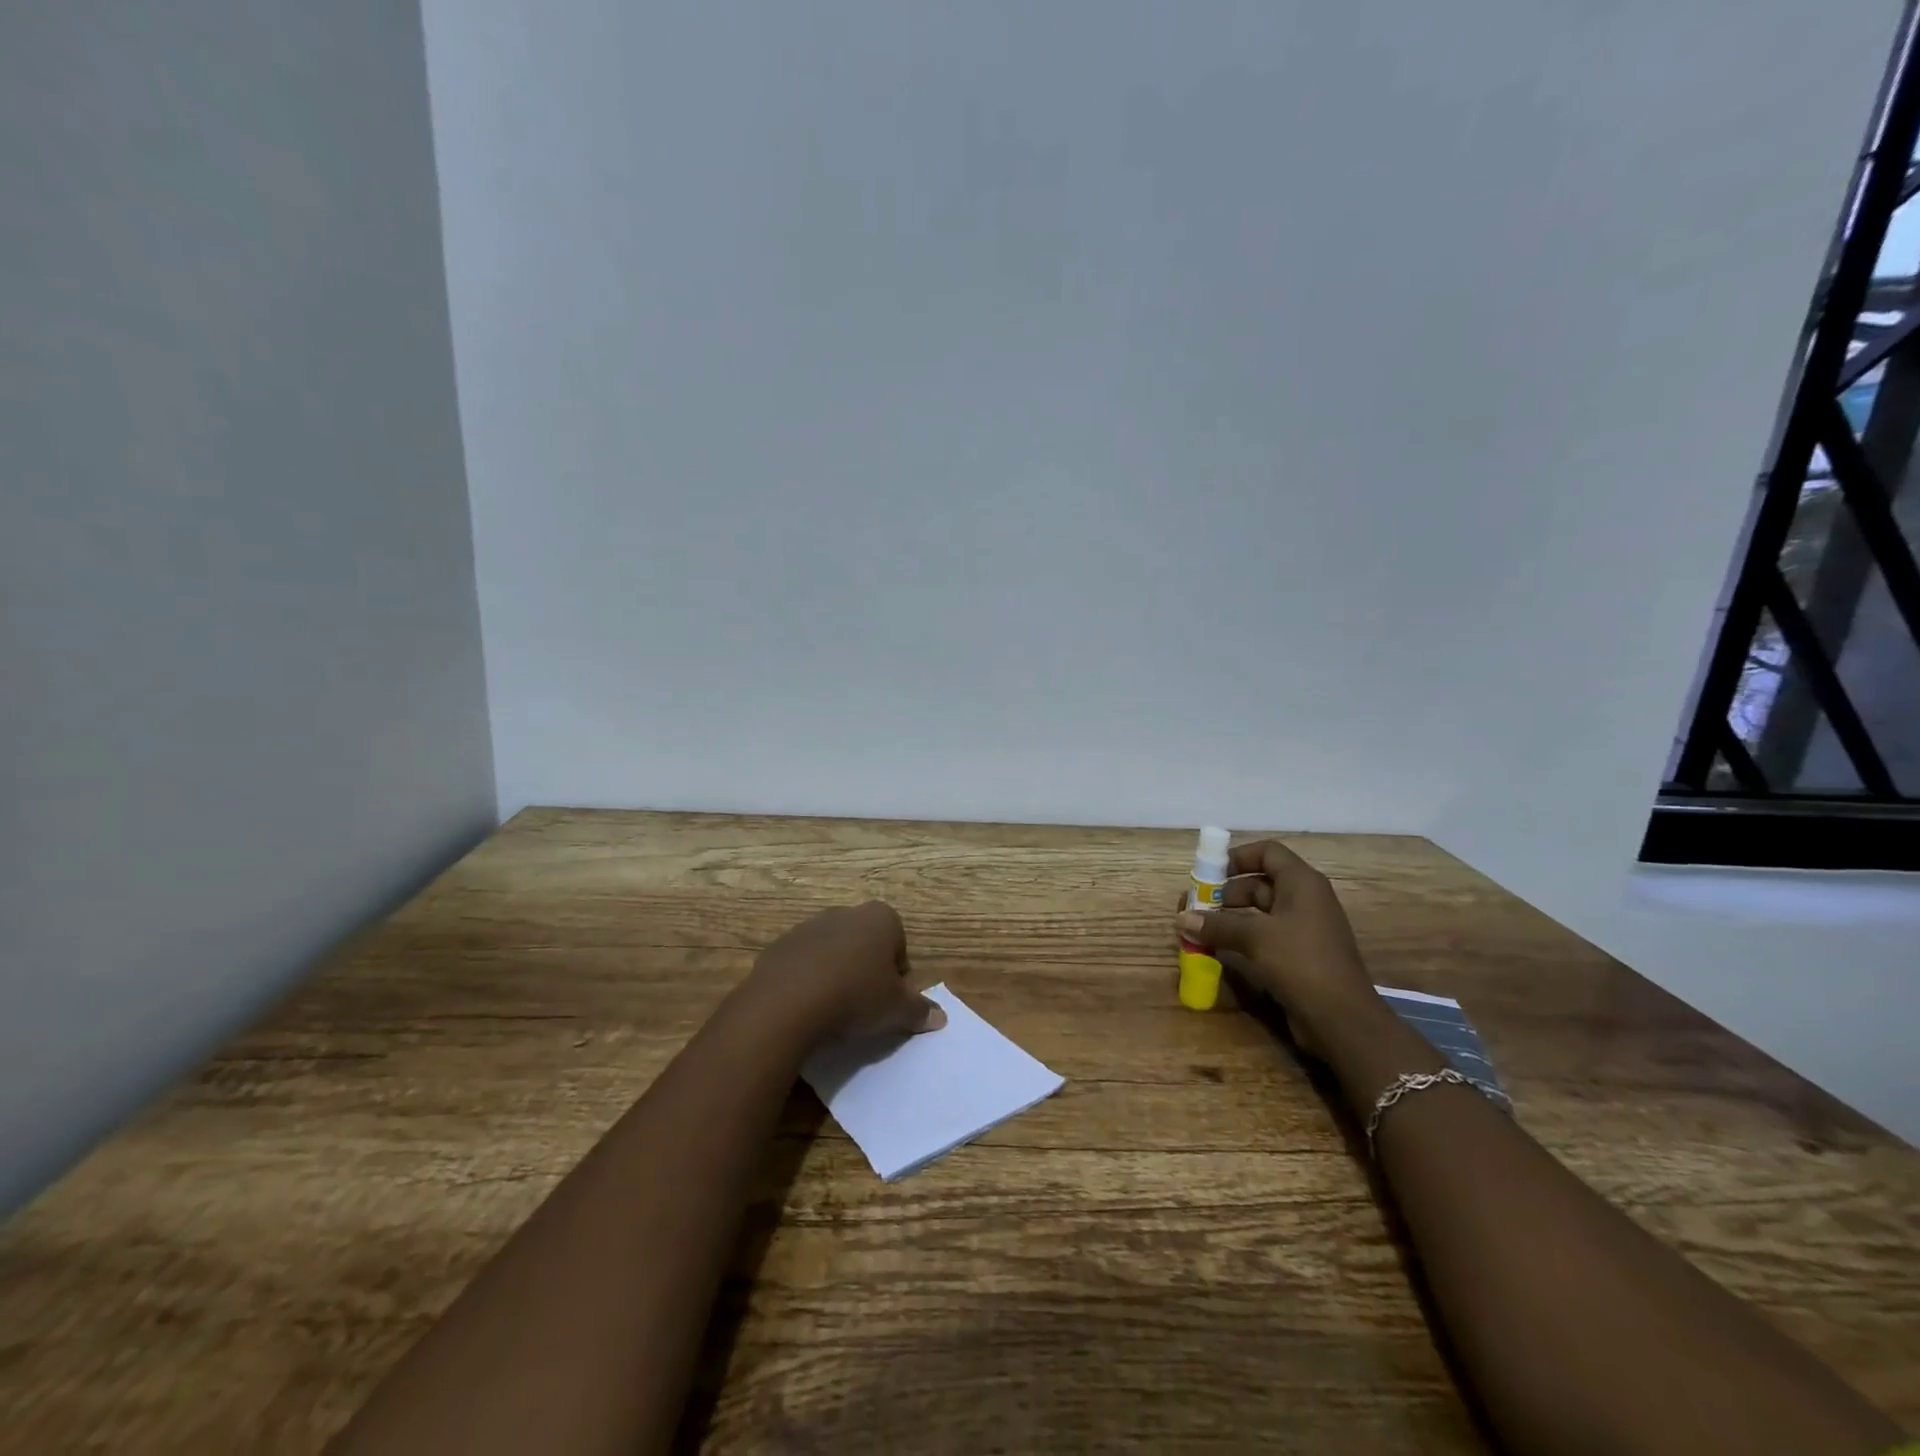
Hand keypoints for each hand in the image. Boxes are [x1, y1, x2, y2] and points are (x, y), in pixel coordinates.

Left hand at [742, 901, 945, 1051]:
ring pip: (833, 952)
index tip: (889, 1002)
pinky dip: (807, 981)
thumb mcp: (896, 1010)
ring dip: (836, 975)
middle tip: (864, 1007)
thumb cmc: (855, 997)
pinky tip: (805, 1008)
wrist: (786, 1003)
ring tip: (832, 1011)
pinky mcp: (780, 946)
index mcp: (880, 918)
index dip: (898, 976)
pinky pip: (802, 964)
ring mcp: (809, 926)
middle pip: (865, 944)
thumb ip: (920, 1010)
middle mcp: (845, 913)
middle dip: (867, 971)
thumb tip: (940, 1017)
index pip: (899, 944)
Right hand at [1173, 839, 1377, 1052]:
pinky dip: (1240, 937)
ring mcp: (1302, 928)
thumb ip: (1217, 925)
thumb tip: (1180, 919)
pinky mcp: (1298, 954)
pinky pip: (1263, 935)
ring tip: (1200, 928)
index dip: (1237, 857)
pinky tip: (1217, 949)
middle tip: (1196, 906)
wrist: (1343, 1021)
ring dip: (1229, 916)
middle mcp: (1304, 899)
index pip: (1267, 852)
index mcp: (1301, 883)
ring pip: (1259, 911)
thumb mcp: (1256, 938)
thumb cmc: (1302, 963)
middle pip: (1259, 882)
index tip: (1208, 873)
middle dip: (1225, 892)